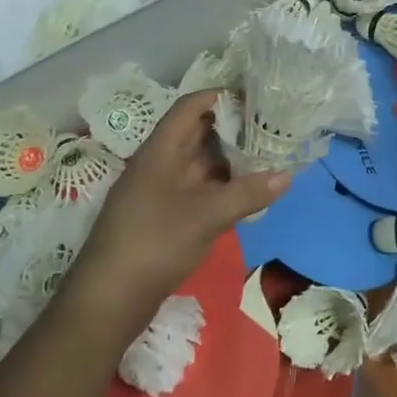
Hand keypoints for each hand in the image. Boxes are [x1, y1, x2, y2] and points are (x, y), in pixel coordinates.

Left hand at [66, 91, 287, 343]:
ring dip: (230, 160)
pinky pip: (198, 190)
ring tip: (268, 156)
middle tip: (271, 126)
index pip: (190, 107)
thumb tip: (287, 175)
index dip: (220, 96)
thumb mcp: (206, 215)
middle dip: (233, 129)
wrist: (109, 300)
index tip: (256, 96)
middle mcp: (159, 164)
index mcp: (160, 150)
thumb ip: (247, 193)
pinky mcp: (164, 218)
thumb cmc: (154, 243)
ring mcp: (160, 192)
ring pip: (200, 164)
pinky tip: (248, 193)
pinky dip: (222, 187)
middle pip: (197, 134)